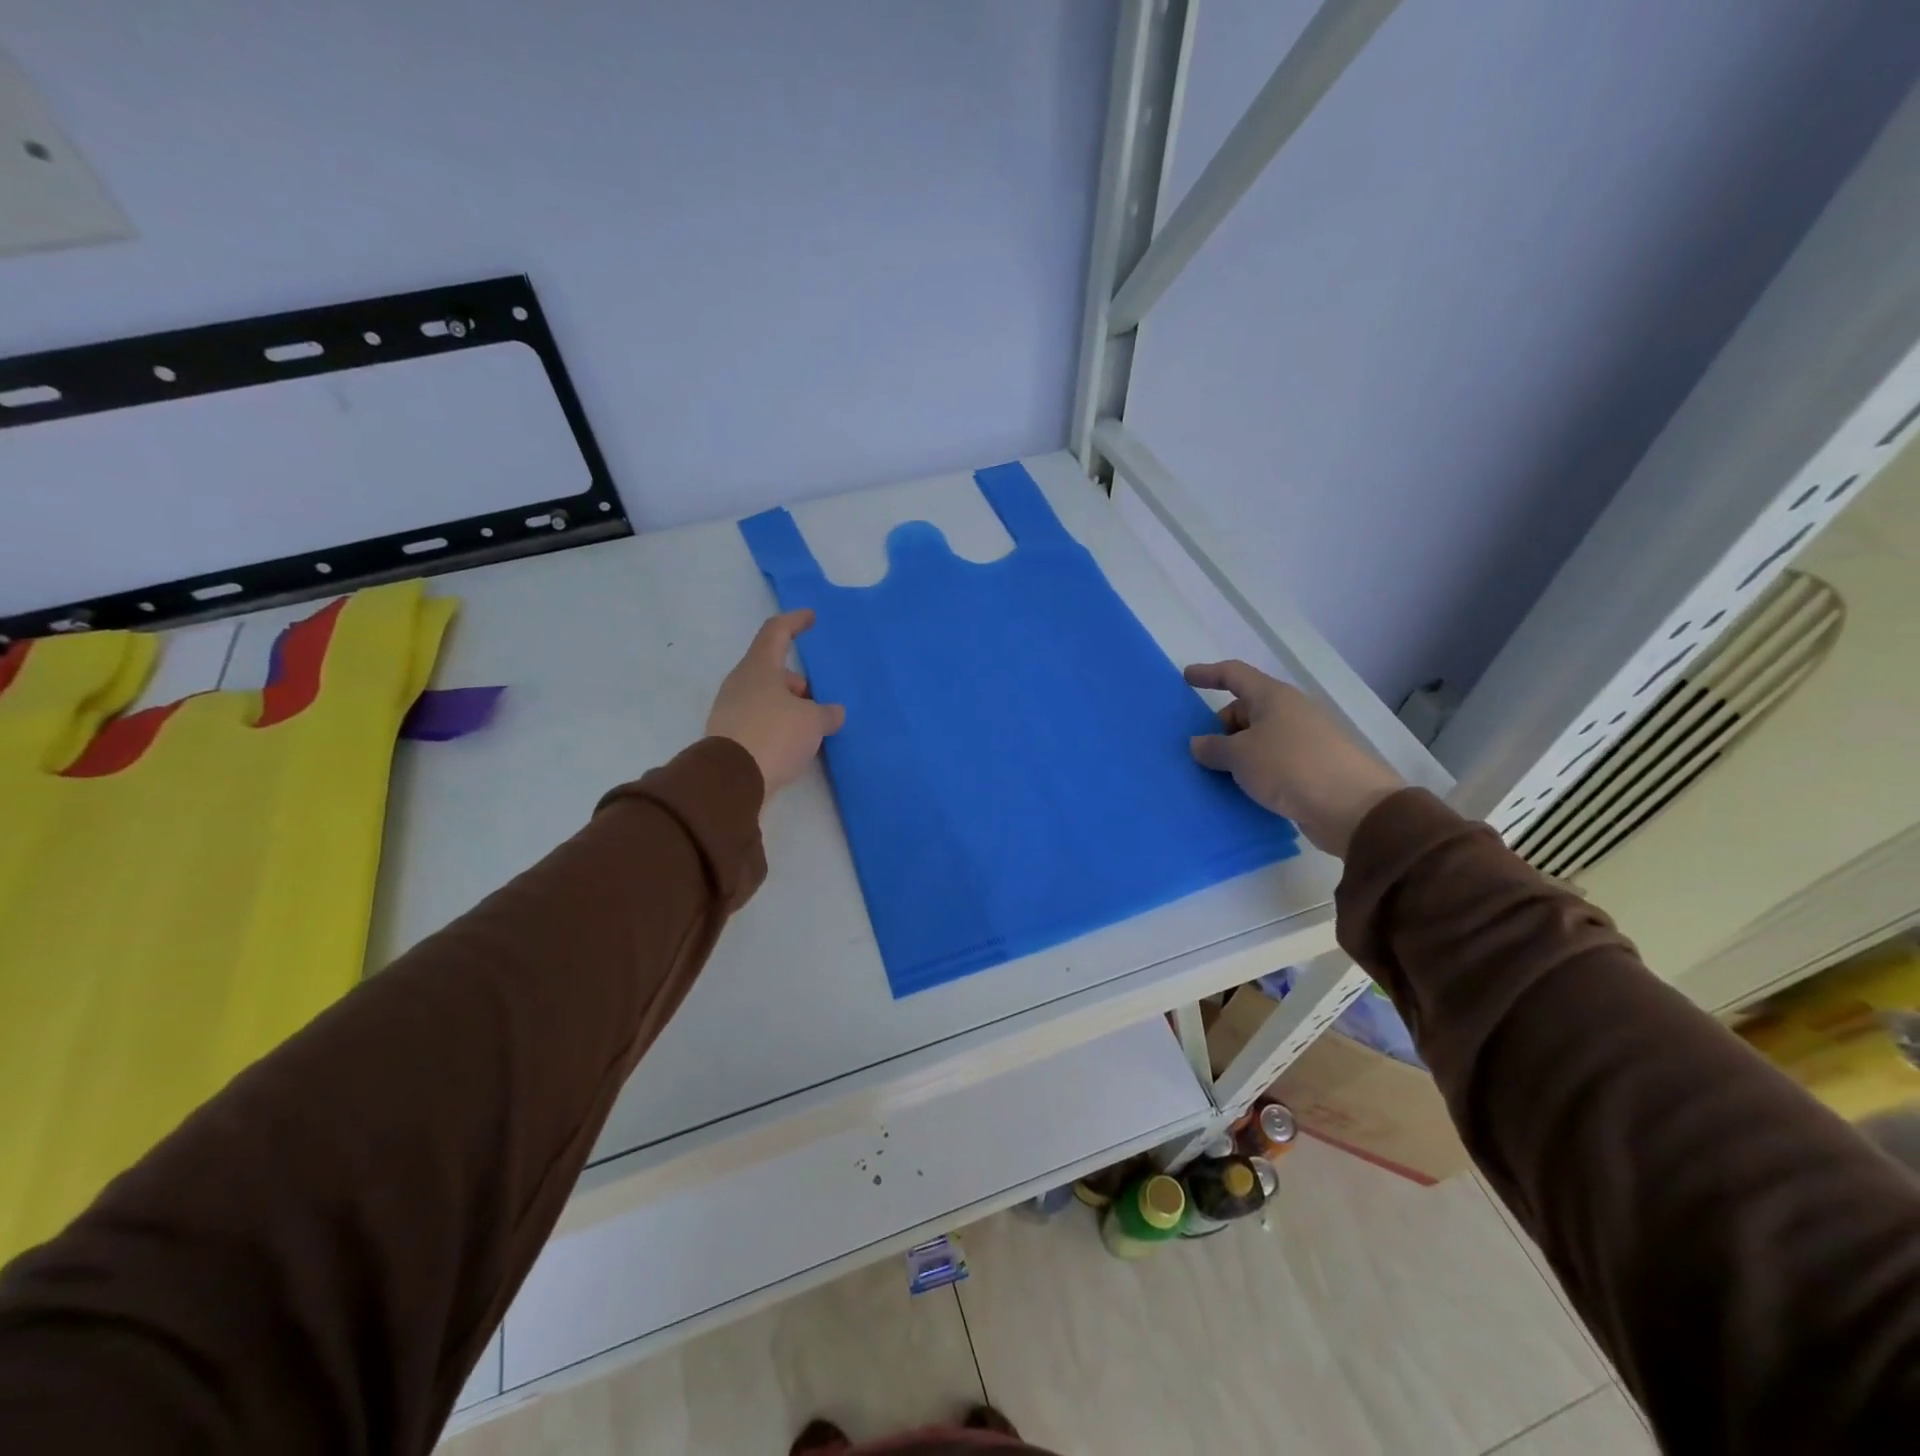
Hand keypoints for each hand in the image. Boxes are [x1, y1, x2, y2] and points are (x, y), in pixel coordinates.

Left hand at [707, 610, 845, 800]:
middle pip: (772, 670)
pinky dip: (778, 725)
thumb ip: (827, 713)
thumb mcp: (813, 722)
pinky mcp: (729, 736)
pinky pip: (760, 721)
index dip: (795, 622)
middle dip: (797, 682)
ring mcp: (730, 710)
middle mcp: (740, 683)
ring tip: (811, 728)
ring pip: (766, 697)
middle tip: (818, 701)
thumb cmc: (774, 735)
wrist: (732, 779)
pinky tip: (795, 745)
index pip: (776, 632)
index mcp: (759, 667)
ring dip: (789, 707)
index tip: (811, 618)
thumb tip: (833, 713)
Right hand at [1185, 660, 1404, 857]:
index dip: (1208, 674)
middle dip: (1220, 727)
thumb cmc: (1290, 767)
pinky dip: (1253, 773)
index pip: (1234, 674)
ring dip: (1235, 754)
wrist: (1353, 808)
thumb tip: (1199, 744)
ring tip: (1213, 775)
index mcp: (1273, 697)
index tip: (1186, 678)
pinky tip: (1238, 792)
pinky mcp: (1312, 769)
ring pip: (1258, 740)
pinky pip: (1271, 764)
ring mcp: (1304, 741)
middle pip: (1245, 710)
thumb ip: (1213, 747)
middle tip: (1199, 752)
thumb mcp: (1240, 755)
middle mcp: (1290, 713)